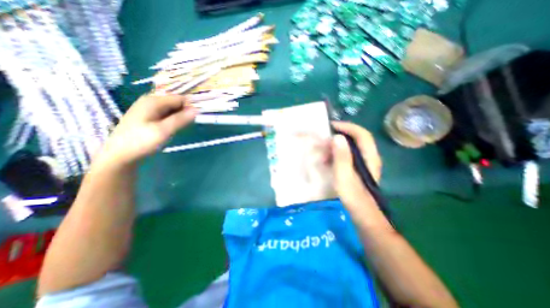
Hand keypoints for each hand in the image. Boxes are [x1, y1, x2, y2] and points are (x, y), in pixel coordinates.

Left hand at [98, 93, 196, 165]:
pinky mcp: (148, 116)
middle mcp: (150, 101)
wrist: (119, 155)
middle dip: (184, 112)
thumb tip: (197, 110)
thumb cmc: (141, 142)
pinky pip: (166, 114)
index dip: (190, 106)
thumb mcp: (164, 131)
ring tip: (179, 128)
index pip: (180, 98)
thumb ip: (180, 119)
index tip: (196, 119)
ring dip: (179, 117)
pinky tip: (171, 128)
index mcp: (153, 101)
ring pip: (171, 109)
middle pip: (175, 102)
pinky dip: (173, 120)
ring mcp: (148, 109)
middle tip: (187, 125)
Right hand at [330, 121, 382, 215]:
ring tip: (322, 155)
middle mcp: (368, 157)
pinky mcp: (357, 169)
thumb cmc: (353, 196)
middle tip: (323, 143)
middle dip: (338, 138)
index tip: (332, 126)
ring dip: (335, 148)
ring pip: (349, 148)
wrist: (362, 214)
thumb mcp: (345, 175)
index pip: (361, 134)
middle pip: (354, 140)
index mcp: (369, 157)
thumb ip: (342, 156)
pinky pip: (346, 157)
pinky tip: (327, 162)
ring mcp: (362, 163)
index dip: (347, 127)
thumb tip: (337, 137)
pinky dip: (335, 156)